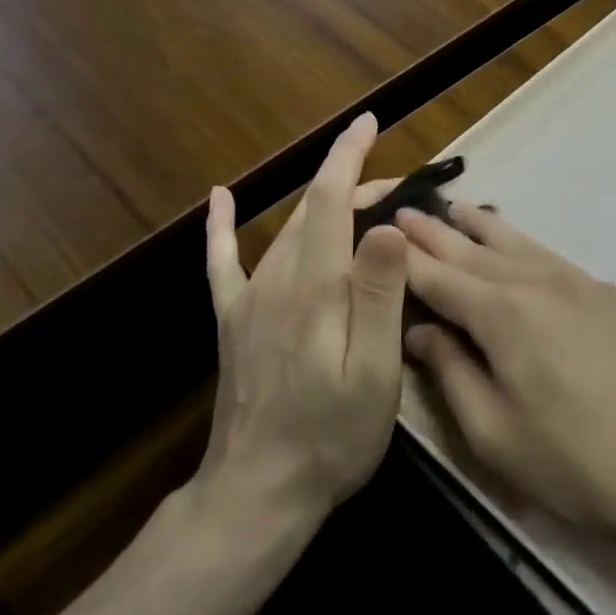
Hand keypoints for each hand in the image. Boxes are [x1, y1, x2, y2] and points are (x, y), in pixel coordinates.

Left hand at [200, 114, 408, 529]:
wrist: (258, 492)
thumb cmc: (332, 436)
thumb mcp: (375, 371)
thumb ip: (380, 295)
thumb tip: (388, 225)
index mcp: (316, 287)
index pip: (331, 200)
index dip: (350, 157)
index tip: (369, 122)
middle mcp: (277, 280)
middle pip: (313, 211)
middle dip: (353, 185)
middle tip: (397, 188)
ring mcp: (249, 301)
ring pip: (286, 230)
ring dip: (321, 204)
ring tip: (359, 197)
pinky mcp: (233, 322)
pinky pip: (223, 263)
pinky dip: (220, 227)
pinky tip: (218, 198)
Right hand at [397, 202, 615, 541]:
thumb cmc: (569, 461)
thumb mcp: (491, 430)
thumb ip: (450, 371)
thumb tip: (419, 330)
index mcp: (502, 313)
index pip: (440, 277)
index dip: (407, 258)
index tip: (380, 233)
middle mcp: (539, 282)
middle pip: (476, 251)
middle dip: (437, 232)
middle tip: (406, 209)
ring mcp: (581, 284)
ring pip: (519, 243)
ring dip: (483, 226)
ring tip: (457, 208)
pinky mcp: (610, 297)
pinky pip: (553, 257)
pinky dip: (524, 244)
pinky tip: (519, 248)